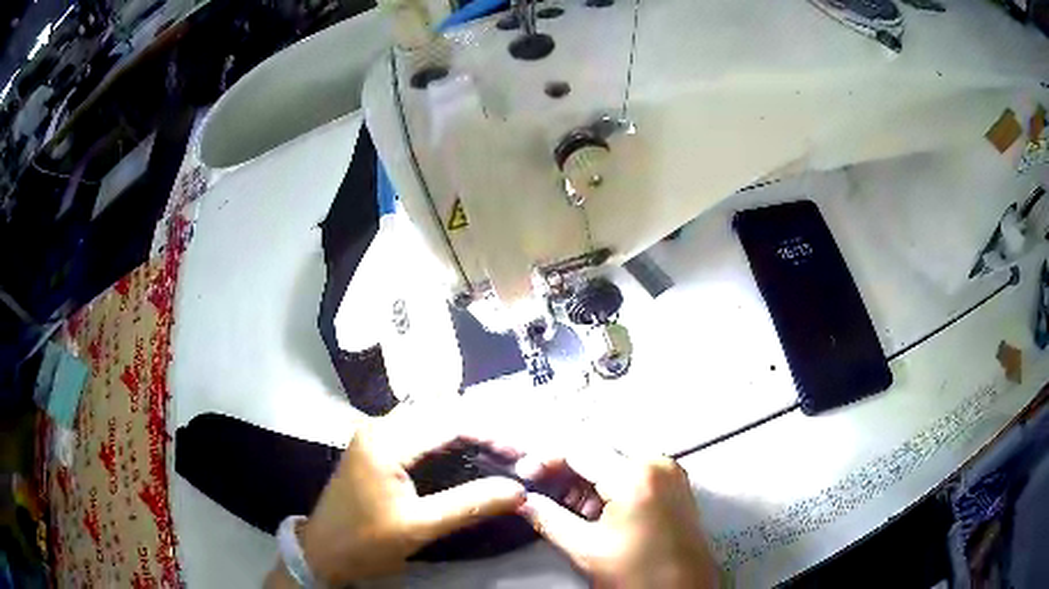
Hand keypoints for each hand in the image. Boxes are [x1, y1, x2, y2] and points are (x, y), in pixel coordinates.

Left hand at [267, 403, 526, 587]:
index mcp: (386, 441)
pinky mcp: (375, 445)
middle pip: (441, 411)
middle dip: (483, 427)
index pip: (450, 421)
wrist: (323, 551)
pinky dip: (447, 436)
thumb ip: (469, 505)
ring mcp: (375, 433)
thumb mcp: (419, 528)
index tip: (523, 453)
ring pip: (431, 417)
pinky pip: (419, 429)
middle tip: (515, 451)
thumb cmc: (366, 541)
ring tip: (498, 449)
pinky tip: (466, 451)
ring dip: (466, 429)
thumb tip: (520, 491)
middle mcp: (379, 426)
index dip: (491, 433)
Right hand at [517, 448, 718, 588]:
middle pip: (598, 449)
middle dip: (566, 467)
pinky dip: (610, 483)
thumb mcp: (587, 549)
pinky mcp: (675, 483)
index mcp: (635, 476)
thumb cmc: (639, 574)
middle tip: (542, 486)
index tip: (526, 473)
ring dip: (587, 477)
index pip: (579, 448)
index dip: (546, 459)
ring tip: (569, 505)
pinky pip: (634, 469)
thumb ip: (549, 519)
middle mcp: (657, 463)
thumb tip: (524, 501)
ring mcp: (670, 471)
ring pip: (615, 459)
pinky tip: (594, 507)